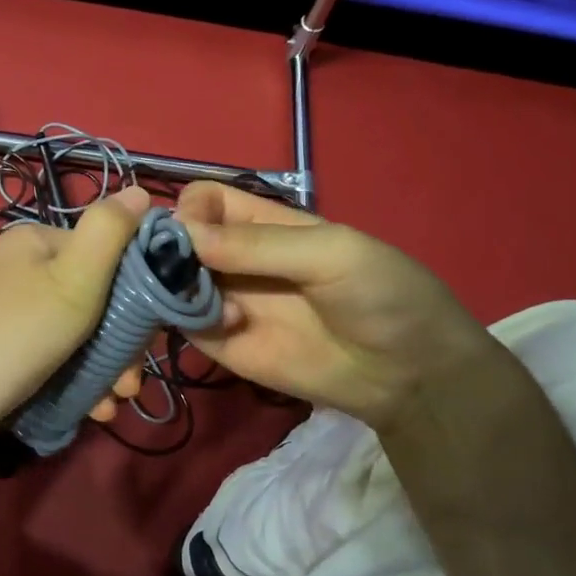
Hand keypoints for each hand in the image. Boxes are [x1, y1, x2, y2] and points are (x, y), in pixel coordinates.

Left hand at [0, 186, 150, 439]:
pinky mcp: (2, 345)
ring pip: (78, 332)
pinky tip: (93, 409)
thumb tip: (140, 190)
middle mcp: (21, 267)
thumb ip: (109, 232)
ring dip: (106, 367)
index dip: (137, 292)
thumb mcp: (74, 279)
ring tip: (115, 402)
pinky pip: (53, 354)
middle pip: (95, 297)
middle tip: (130, 383)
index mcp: (37, 240)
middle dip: (122, 342)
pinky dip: (77, 378)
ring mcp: (9, 308)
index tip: (151, 336)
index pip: (107, 252)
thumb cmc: (17, 336)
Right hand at [174, 182, 493, 432]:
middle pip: (178, 241)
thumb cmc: (383, 294)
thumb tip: (182, 235)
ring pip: (172, 283)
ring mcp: (226, 302)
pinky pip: (184, 325)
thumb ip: (258, 244)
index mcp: (263, 224)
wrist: (410, 374)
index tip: (187, 229)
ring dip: (170, 285)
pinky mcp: (223, 345)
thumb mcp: (331, 252)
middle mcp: (235, 259)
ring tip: (199, 297)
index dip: (188, 208)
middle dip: (164, 248)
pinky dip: (186, 320)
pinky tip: (226, 325)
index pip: (204, 201)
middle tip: (171, 267)